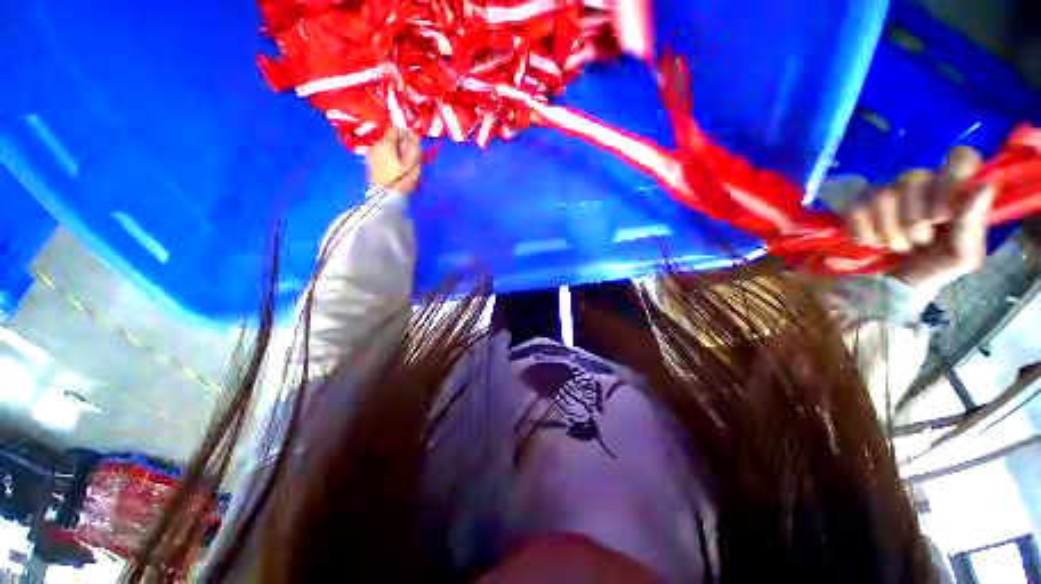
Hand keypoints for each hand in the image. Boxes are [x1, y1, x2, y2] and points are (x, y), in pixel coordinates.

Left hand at [367, 126, 421, 194]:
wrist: (384, 198)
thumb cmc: (401, 180)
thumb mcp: (413, 164)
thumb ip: (415, 148)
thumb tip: (414, 134)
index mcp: (385, 143)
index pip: (395, 129)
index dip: (406, 134)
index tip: (414, 143)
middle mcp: (375, 145)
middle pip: (390, 138)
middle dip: (401, 144)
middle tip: (411, 156)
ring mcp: (371, 155)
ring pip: (385, 148)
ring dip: (395, 152)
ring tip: (404, 164)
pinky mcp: (370, 165)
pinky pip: (381, 156)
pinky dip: (389, 158)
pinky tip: (395, 169)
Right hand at [844, 146, 994, 290]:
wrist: (893, 285)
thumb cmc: (933, 267)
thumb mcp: (963, 256)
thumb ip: (972, 224)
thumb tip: (983, 185)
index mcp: (954, 188)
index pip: (959, 157)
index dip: (950, 181)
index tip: (944, 214)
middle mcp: (921, 182)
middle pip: (913, 177)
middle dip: (914, 218)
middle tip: (920, 241)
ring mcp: (885, 191)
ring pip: (883, 195)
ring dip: (890, 230)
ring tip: (898, 246)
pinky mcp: (856, 206)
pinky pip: (857, 210)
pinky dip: (866, 233)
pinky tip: (875, 243)